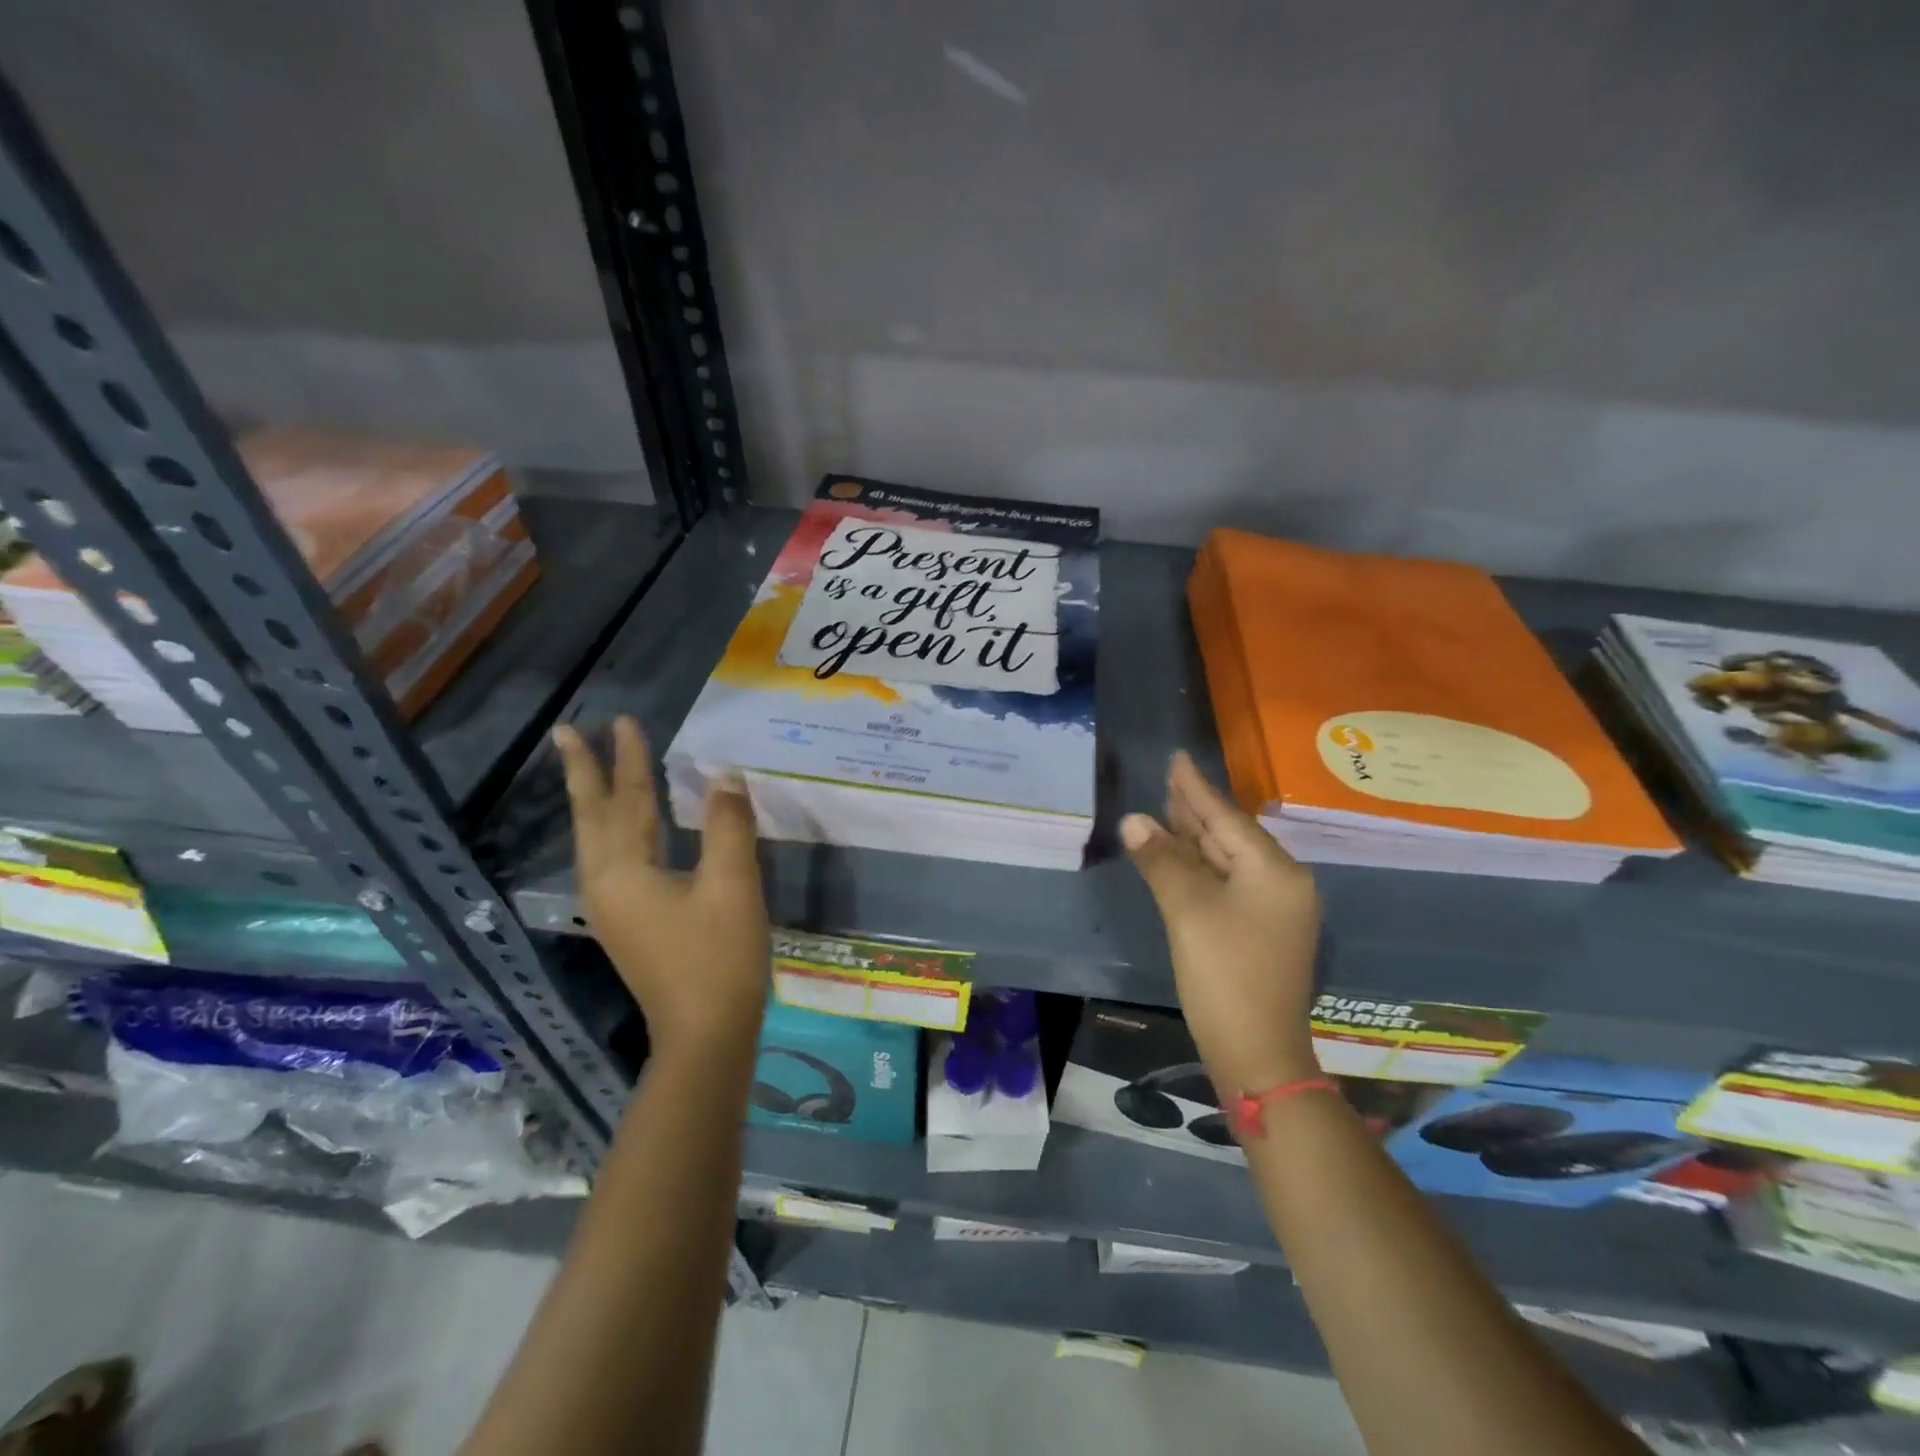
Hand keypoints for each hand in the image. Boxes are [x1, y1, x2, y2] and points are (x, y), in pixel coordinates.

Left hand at [552, 716, 769, 1057]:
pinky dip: (617, 830)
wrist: (706, 1035)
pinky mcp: (629, 925)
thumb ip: (728, 825)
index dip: (627, 758)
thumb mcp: (732, 884)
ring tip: (592, 771)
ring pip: (598, 840)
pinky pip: (614, 860)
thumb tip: (724, 776)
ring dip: (596, 800)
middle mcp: (605, 885)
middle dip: (584, 773)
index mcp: (624, 871)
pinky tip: (630, 829)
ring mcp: (613, 909)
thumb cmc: (719, 957)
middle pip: (593, 817)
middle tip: (566, 733)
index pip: (625, 800)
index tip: (620, 720)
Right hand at [1122, 752, 1321, 1094]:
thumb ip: (1162, 861)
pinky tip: (1180, 857)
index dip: (1195, 788)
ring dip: (1196, 837)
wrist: (1258, 1056)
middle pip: (1231, 835)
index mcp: (1274, 872)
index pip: (1227, 818)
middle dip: (1196, 809)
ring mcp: (1274, 910)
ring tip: (1167, 808)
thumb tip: (1134, 821)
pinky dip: (1201, 867)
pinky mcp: (1261, 931)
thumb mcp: (1188, 913)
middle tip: (1167, 779)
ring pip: (1228, 860)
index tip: (1176, 758)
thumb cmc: (1225, 977)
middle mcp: (1282, 883)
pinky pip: (1228, 883)